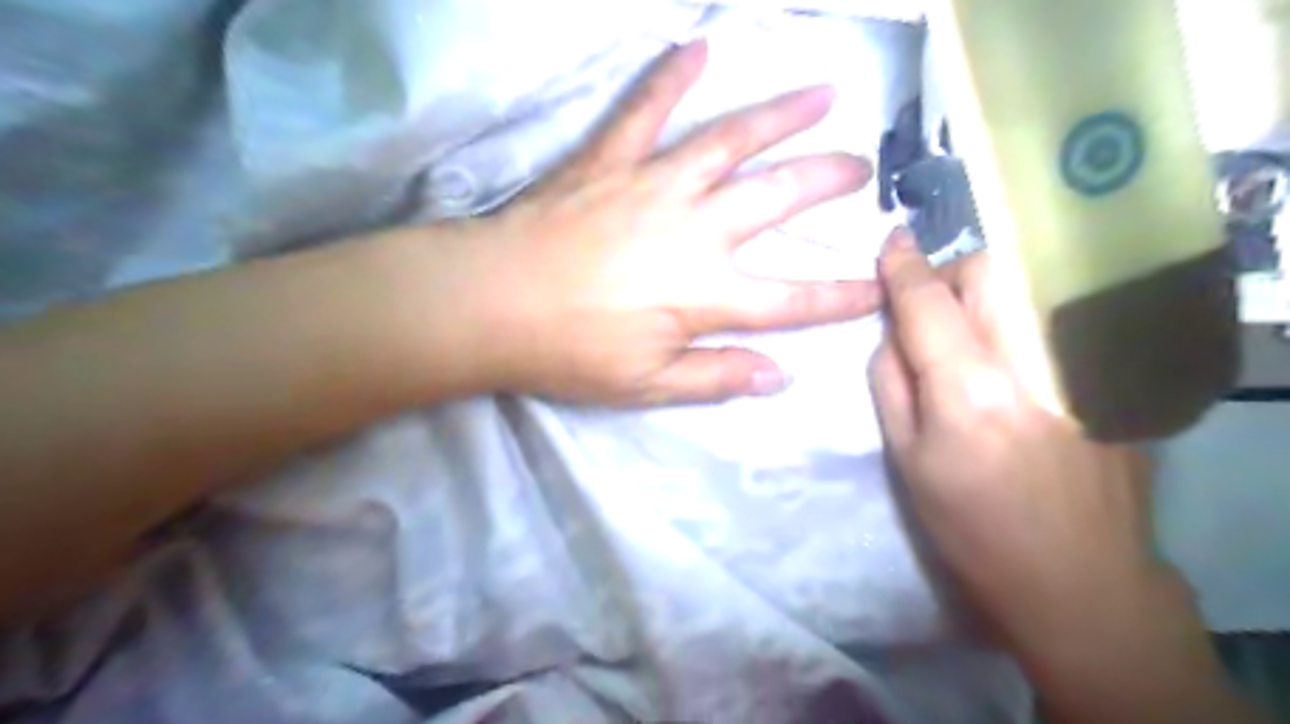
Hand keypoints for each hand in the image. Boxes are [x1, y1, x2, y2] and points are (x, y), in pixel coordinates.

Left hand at [458, 39, 881, 407]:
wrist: (491, 302)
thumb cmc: (569, 352)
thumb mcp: (647, 385)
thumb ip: (717, 378)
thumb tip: (780, 376)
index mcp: (705, 294)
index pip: (791, 300)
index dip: (839, 296)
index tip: (880, 285)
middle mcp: (694, 229)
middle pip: (777, 198)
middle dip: (827, 181)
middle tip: (861, 167)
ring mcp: (653, 184)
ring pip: (730, 140)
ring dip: (781, 115)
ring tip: (822, 94)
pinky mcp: (610, 161)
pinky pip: (645, 109)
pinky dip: (670, 77)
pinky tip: (697, 47)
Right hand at [873, 228, 1254, 723]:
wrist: (1078, 577)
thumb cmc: (970, 527)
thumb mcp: (904, 459)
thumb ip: (889, 381)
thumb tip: (893, 331)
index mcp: (969, 392)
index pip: (928, 303)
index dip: (904, 268)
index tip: (891, 242)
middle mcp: (1032, 364)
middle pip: (992, 271)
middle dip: (953, 274)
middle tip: (933, 310)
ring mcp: (1084, 368)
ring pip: (1031, 284)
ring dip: (989, 291)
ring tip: (972, 332)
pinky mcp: (1112, 378)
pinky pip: (1057, 318)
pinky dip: (1022, 317)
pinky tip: (1014, 358)